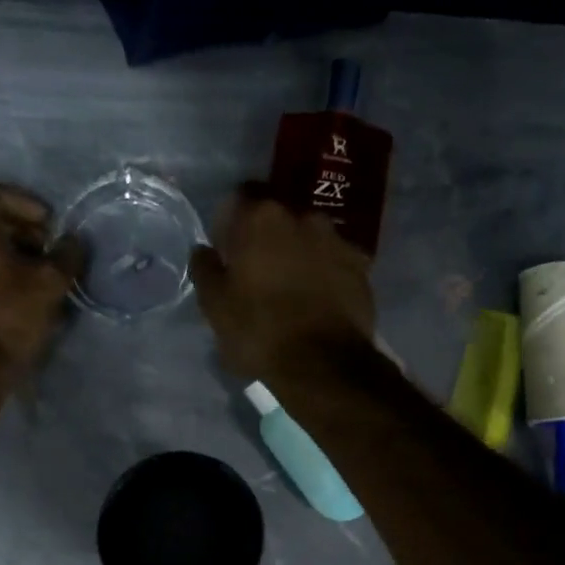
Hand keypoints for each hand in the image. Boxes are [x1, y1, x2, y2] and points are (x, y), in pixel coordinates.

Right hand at [190, 186, 375, 382]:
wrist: (323, 365)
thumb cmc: (259, 331)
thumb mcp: (215, 306)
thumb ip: (206, 270)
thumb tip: (203, 250)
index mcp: (261, 218)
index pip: (238, 199)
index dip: (229, 224)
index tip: (226, 251)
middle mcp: (303, 217)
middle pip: (277, 218)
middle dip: (266, 239)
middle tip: (257, 273)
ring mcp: (338, 240)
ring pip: (308, 238)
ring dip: (297, 254)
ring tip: (290, 288)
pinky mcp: (362, 267)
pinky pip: (334, 261)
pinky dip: (324, 273)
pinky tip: (317, 300)